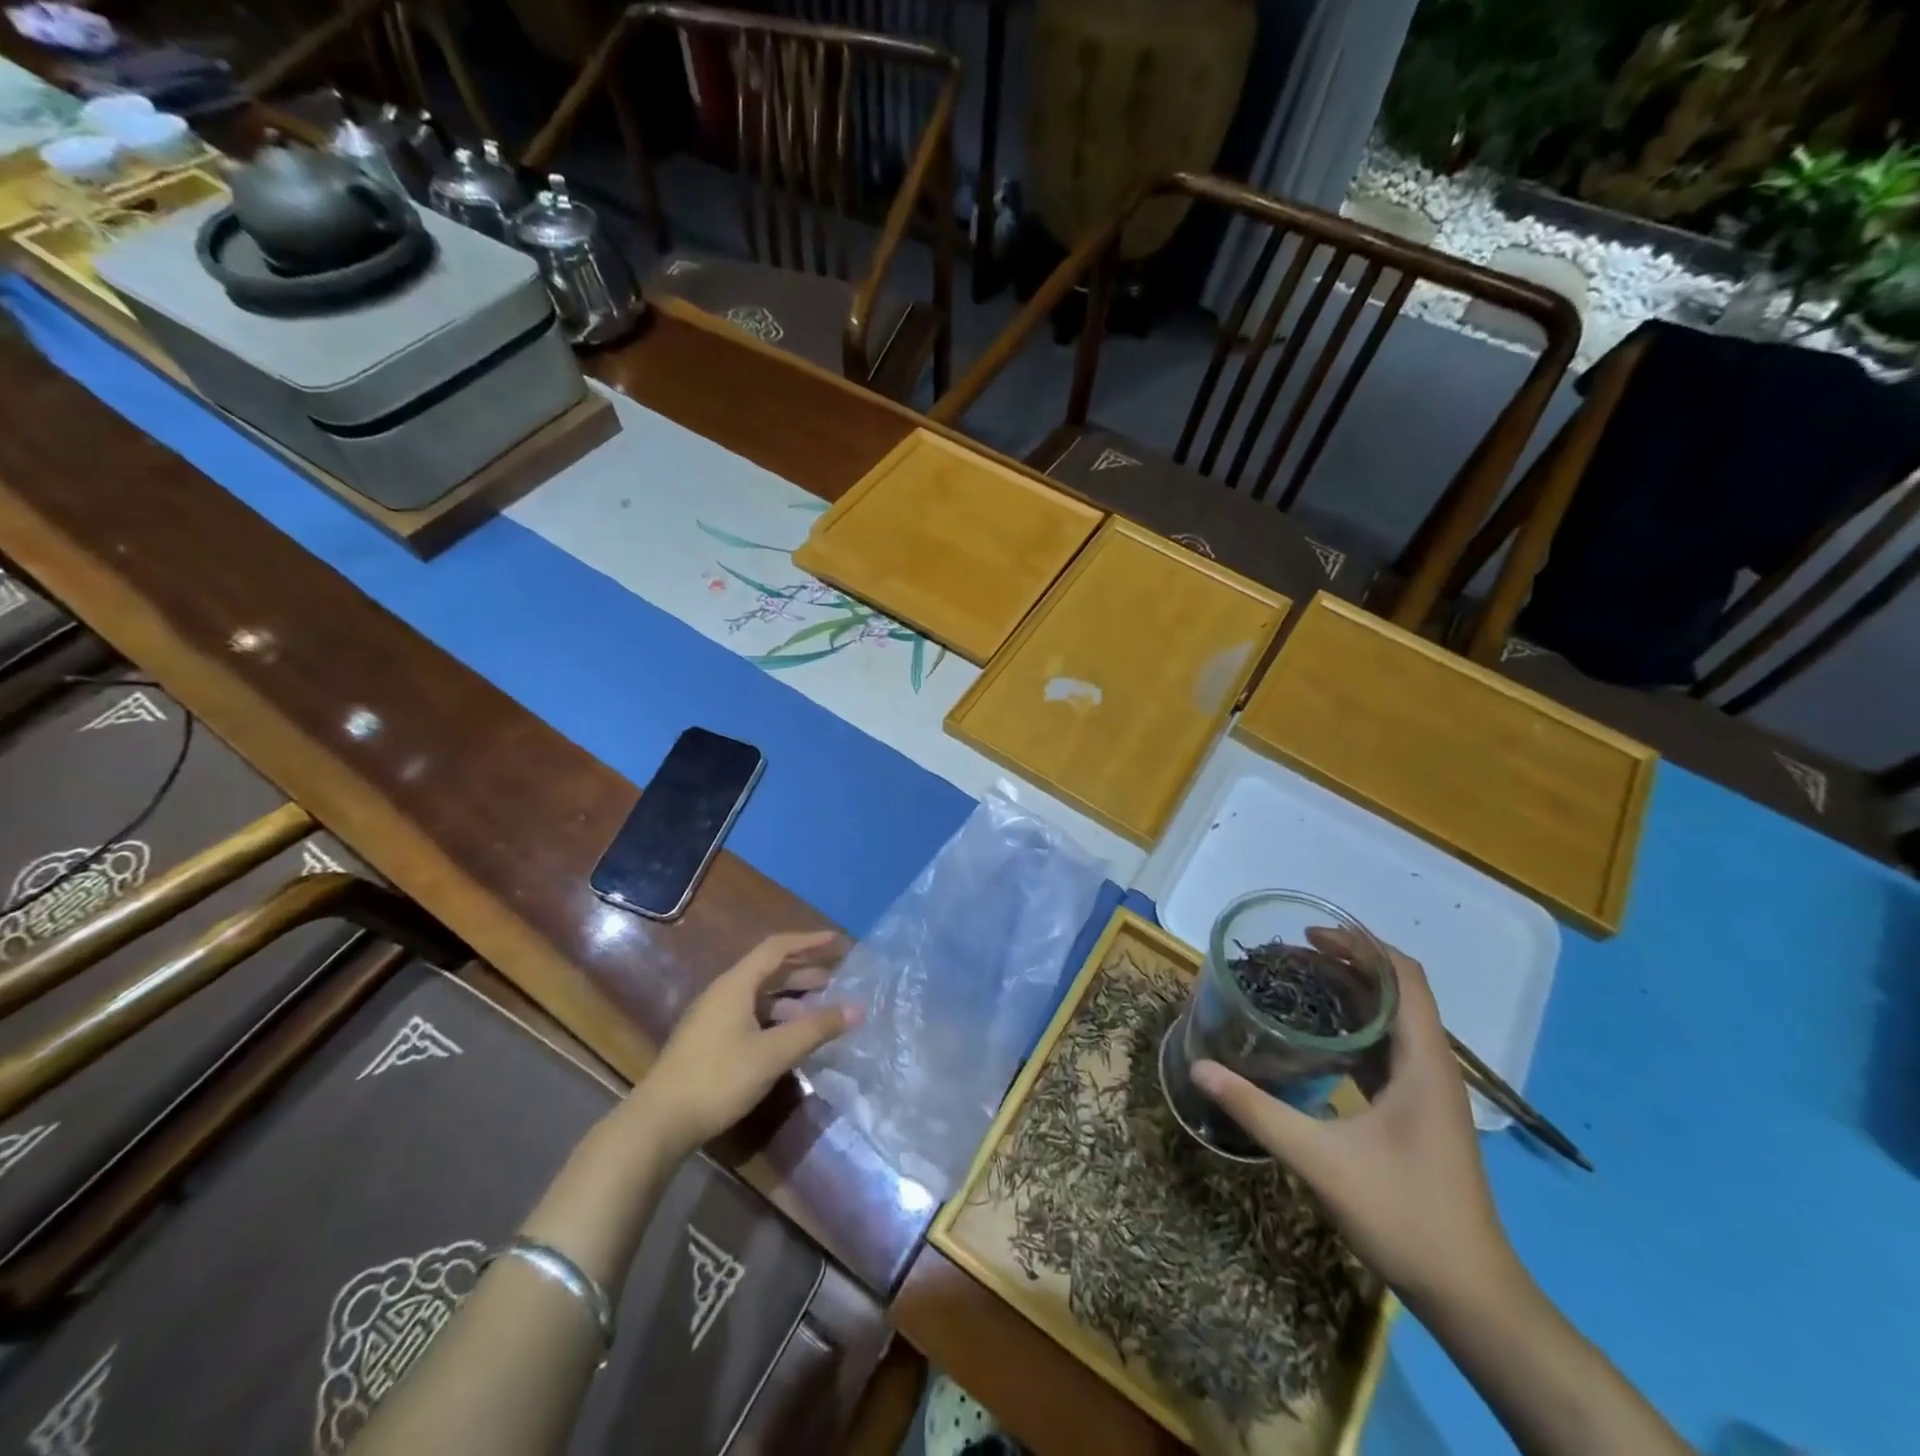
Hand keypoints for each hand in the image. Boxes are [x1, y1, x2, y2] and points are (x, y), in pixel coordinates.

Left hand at [634, 931, 860, 1157]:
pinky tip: (789, 1038)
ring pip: (759, 995)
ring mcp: (713, 1018)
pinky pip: (750, 1014)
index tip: (838, 941)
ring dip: (791, 997)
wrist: (657, 1123)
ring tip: (819, 1010)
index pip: (777, 948)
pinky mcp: (709, 1041)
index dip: (809, 941)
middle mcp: (723, 993)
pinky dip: (776, 1017)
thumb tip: (858, 1007)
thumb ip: (816, 1029)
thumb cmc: (718, 1078)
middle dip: (804, 971)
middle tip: (836, 978)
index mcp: (736, 984)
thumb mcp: (773, 1053)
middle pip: (769, 970)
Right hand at [1192, 933, 1518, 1309]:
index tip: (1308, 935)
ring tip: (1294, 985)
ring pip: (1390, 1022)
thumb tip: (1201, 1068)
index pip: (1404, 978)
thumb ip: (1257, 1110)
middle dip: (1345, 964)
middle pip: (1394, 992)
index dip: (1360, 946)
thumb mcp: (1320, 1160)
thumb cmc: (1404, 1216)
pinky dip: (1352, 1030)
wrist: (1470, 1295)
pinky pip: (1385, 1050)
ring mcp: (1427, 1091)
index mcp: (1423, 1063)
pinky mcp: (1417, 1112)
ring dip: (1348, 996)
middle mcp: (1432, 1066)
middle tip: (1288, 957)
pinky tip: (1314, 1040)